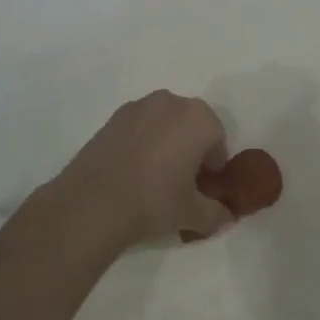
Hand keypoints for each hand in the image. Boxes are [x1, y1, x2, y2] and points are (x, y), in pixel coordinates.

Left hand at [56, 90, 234, 245]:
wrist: (93, 202)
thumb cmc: (155, 201)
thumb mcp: (193, 214)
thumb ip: (216, 214)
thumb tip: (226, 217)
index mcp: (199, 119)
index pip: (217, 140)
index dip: (213, 166)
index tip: (203, 188)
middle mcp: (172, 102)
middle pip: (191, 125)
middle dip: (191, 148)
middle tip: (182, 182)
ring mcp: (140, 106)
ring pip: (164, 123)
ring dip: (166, 142)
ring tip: (154, 176)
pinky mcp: (113, 117)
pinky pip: (140, 126)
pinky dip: (142, 142)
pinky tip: (131, 170)